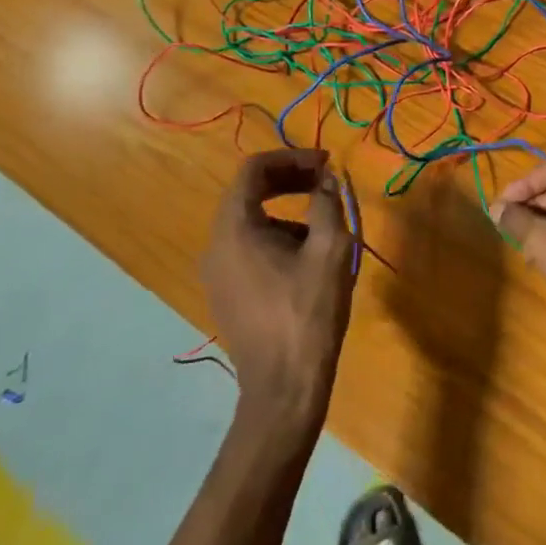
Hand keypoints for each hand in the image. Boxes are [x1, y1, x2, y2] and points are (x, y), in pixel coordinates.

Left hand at [200, 149, 355, 433]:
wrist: (283, 386)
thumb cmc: (308, 312)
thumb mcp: (330, 250)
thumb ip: (328, 203)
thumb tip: (327, 178)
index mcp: (235, 228)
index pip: (254, 170)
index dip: (292, 158)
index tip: (326, 164)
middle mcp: (215, 245)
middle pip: (248, 193)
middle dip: (289, 181)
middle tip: (326, 182)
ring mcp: (216, 273)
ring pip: (249, 222)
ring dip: (286, 210)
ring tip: (324, 226)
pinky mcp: (225, 294)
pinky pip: (247, 248)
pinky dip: (275, 236)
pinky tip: (307, 258)